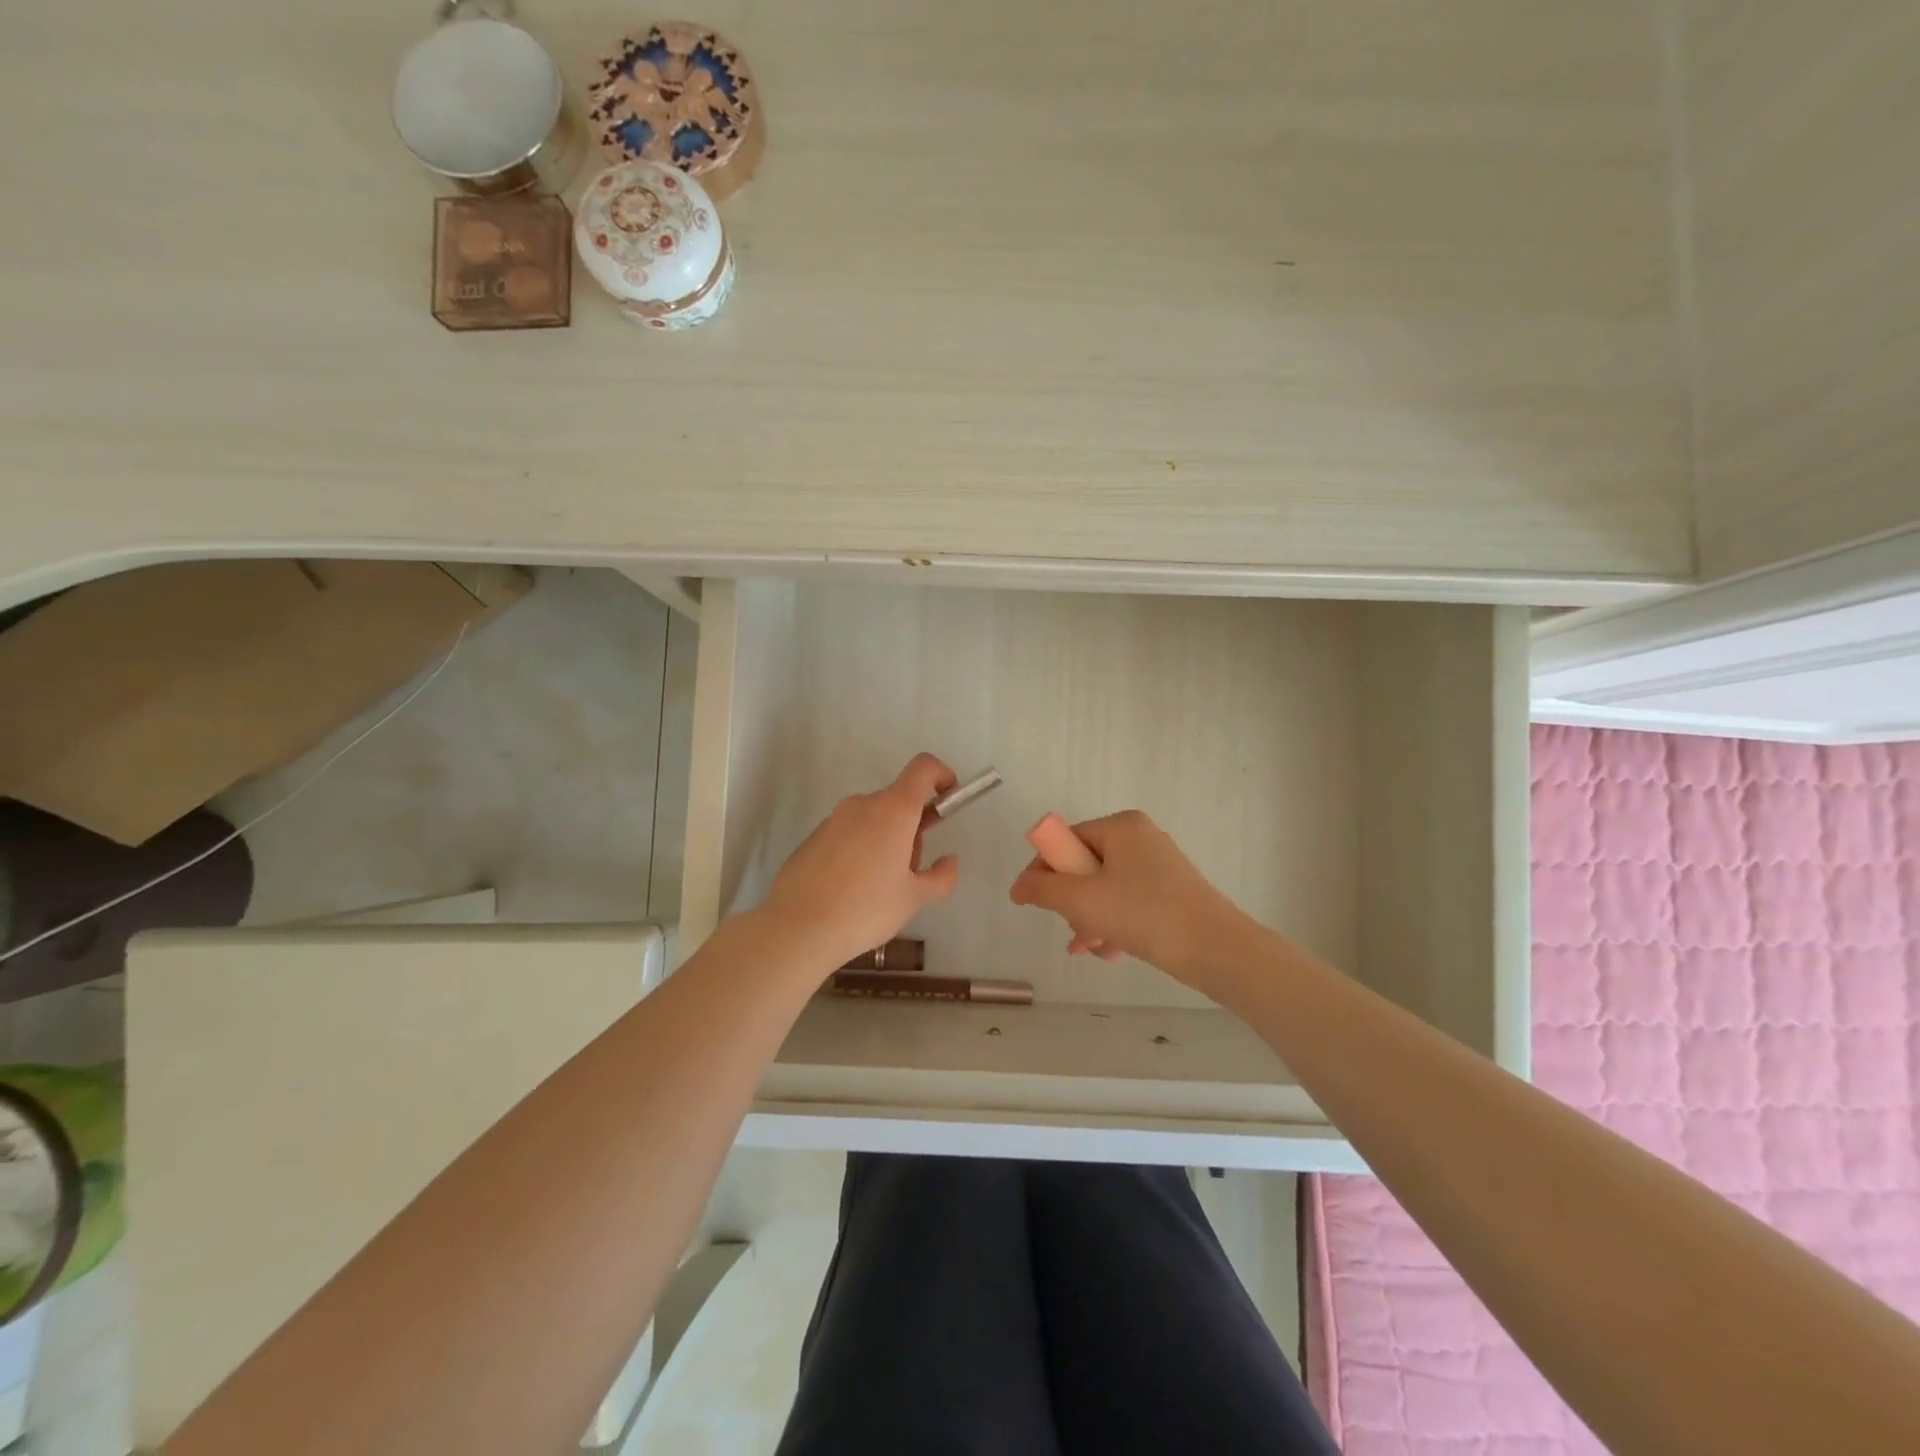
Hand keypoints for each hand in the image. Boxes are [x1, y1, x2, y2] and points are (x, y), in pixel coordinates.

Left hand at [760, 753, 961, 974]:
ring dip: (886, 840)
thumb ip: (941, 876)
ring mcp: (833, 819)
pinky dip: (860, 850)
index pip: (923, 768)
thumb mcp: (914, 899)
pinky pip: (848, 833)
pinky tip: (851, 889)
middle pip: (898, 800)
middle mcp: (862, 804)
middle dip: (913, 827)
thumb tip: (949, 861)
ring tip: (879, 887)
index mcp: (893, 810)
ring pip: (873, 818)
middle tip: (911, 870)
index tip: (948, 802)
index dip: (942, 776)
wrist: (797, 928)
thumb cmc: (866, 908)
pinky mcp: (813, 837)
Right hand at [1008, 810, 1245, 994]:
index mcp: (1120, 826)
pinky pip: (1128, 902)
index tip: (1032, 902)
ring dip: (1090, 919)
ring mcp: (1158, 865)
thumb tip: (1017, 887)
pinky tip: (1111, 952)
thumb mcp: (1082, 900)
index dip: (1044, 871)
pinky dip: (1114, 924)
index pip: (1066, 840)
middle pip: (1084, 866)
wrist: (1216, 948)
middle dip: (1071, 903)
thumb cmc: (1144, 914)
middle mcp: (1140, 837)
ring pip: (1105, 889)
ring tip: (1090, 948)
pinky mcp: (1171, 891)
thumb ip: (1042, 890)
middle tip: (1072, 931)